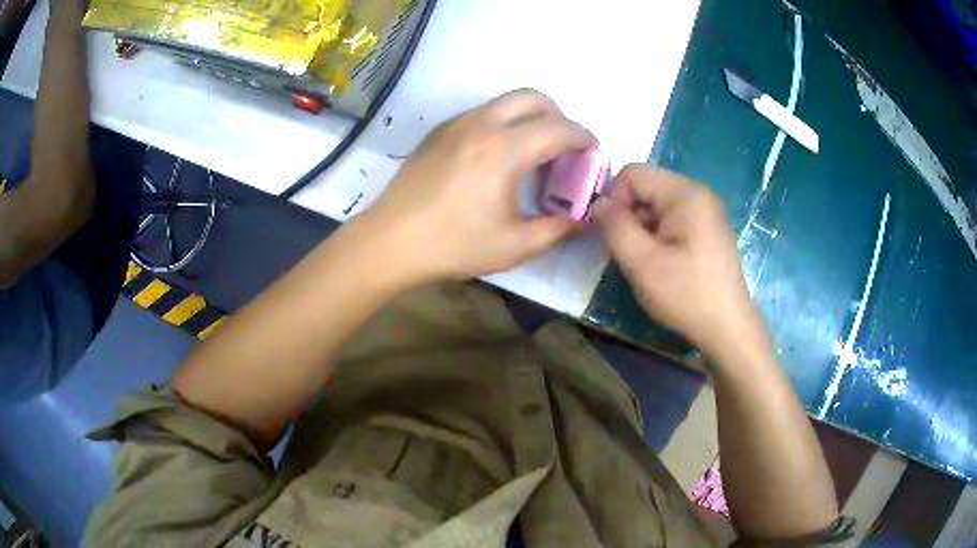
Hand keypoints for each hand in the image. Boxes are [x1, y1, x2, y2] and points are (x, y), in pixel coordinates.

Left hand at [360, 89, 594, 282]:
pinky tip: (496, 159)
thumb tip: (584, 220)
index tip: (592, 154)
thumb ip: (557, 229)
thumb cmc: (454, 245)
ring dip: (529, 118)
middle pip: (533, 97)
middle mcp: (482, 124)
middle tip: (562, 149)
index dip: (584, 138)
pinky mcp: (439, 131)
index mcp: (505, 149)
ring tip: (531, 154)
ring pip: (505, 102)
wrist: (390, 241)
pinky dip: (502, 123)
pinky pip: (482, 113)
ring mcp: (456, 123)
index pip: (560, 128)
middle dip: (558, 117)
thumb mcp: (514, 245)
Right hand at [593, 166, 761, 356]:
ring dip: (641, 229)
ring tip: (646, 263)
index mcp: (685, 193)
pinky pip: (669, 219)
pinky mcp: (706, 229)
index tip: (616, 236)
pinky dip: (656, 237)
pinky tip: (661, 264)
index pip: (632, 173)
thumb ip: (614, 226)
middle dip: (628, 216)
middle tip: (630, 254)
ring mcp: (704, 211)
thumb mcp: (642, 263)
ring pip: (655, 205)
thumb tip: (598, 204)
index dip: (614, 200)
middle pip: (645, 188)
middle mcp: (697, 193)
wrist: (727, 328)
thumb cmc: (686, 294)